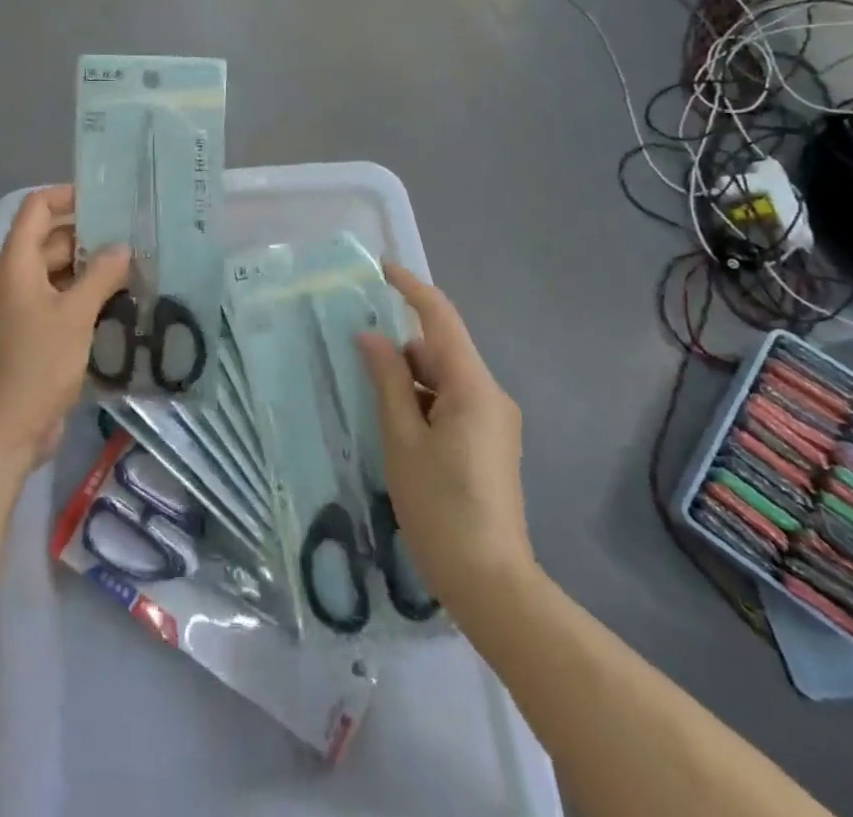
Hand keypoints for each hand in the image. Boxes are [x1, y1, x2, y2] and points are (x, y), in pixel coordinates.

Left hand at [0, 186, 130, 466]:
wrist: (7, 430)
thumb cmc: (37, 364)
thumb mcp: (75, 316)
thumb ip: (101, 276)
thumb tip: (123, 248)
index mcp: (16, 264)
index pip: (36, 208)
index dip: (66, 196)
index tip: (105, 200)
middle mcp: (15, 278)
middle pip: (51, 240)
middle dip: (90, 236)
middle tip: (133, 237)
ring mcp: (22, 307)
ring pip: (59, 272)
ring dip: (91, 269)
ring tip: (134, 268)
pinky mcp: (32, 332)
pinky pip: (60, 300)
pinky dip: (85, 296)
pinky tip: (119, 303)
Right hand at [358, 262, 535, 599]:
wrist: (491, 583)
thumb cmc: (440, 507)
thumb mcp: (403, 440)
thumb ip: (387, 381)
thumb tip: (371, 336)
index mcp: (473, 387)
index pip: (440, 318)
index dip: (411, 288)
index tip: (381, 268)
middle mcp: (491, 396)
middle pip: (441, 350)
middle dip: (402, 347)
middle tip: (358, 354)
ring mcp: (495, 421)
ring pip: (445, 378)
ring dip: (411, 379)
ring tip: (373, 402)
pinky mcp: (491, 444)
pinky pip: (453, 402)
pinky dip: (424, 401)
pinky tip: (398, 427)